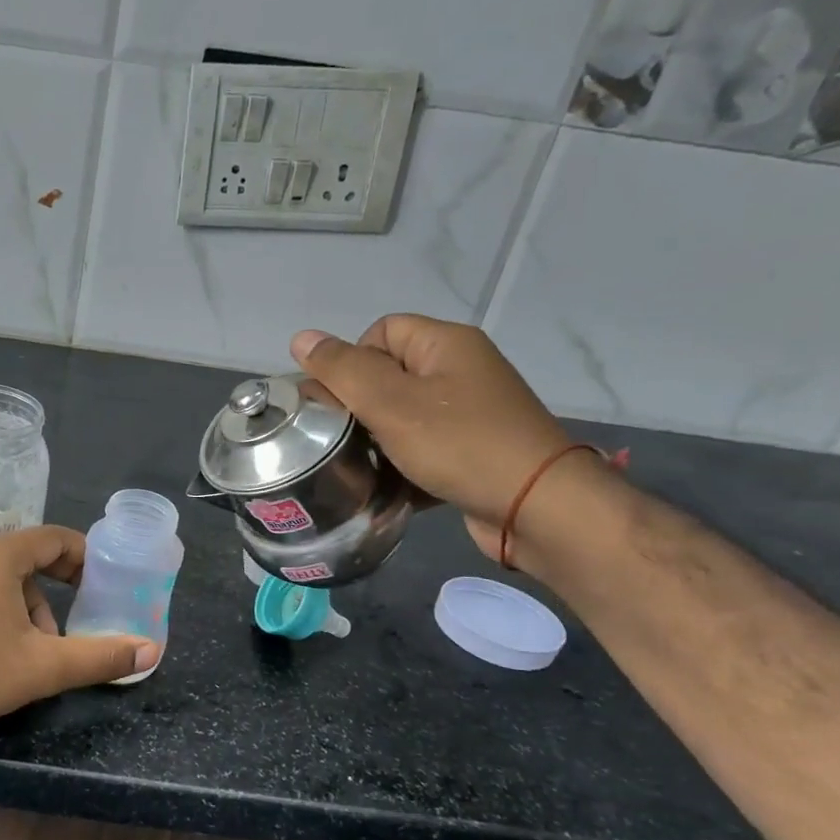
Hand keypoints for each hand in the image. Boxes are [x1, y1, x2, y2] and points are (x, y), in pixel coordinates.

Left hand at [0, 526, 158, 742]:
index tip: (103, 584)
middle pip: (29, 559)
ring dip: (29, 608)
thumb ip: (100, 656)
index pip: (54, 538)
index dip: (84, 558)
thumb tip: (151, 650)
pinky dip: (1, 611)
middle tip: (74, 623)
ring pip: (4, 579)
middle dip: (56, 592)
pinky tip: (1, 651)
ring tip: (36, 652)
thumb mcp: (44, 666)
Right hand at [291, 316, 576, 560]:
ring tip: (364, 463)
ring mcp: (470, 412)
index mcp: (445, 344)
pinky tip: (391, 484)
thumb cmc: (460, 444)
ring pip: (402, 414)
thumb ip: (342, 369)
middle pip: (388, 373)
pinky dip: (403, 462)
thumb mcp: (390, 403)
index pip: (380, 332)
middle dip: (360, 405)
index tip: (343, 402)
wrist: (538, 508)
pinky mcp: (473, 450)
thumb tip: (301, 338)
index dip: (352, 362)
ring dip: (378, 438)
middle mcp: (461, 369)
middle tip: (346, 437)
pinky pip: (423, 445)